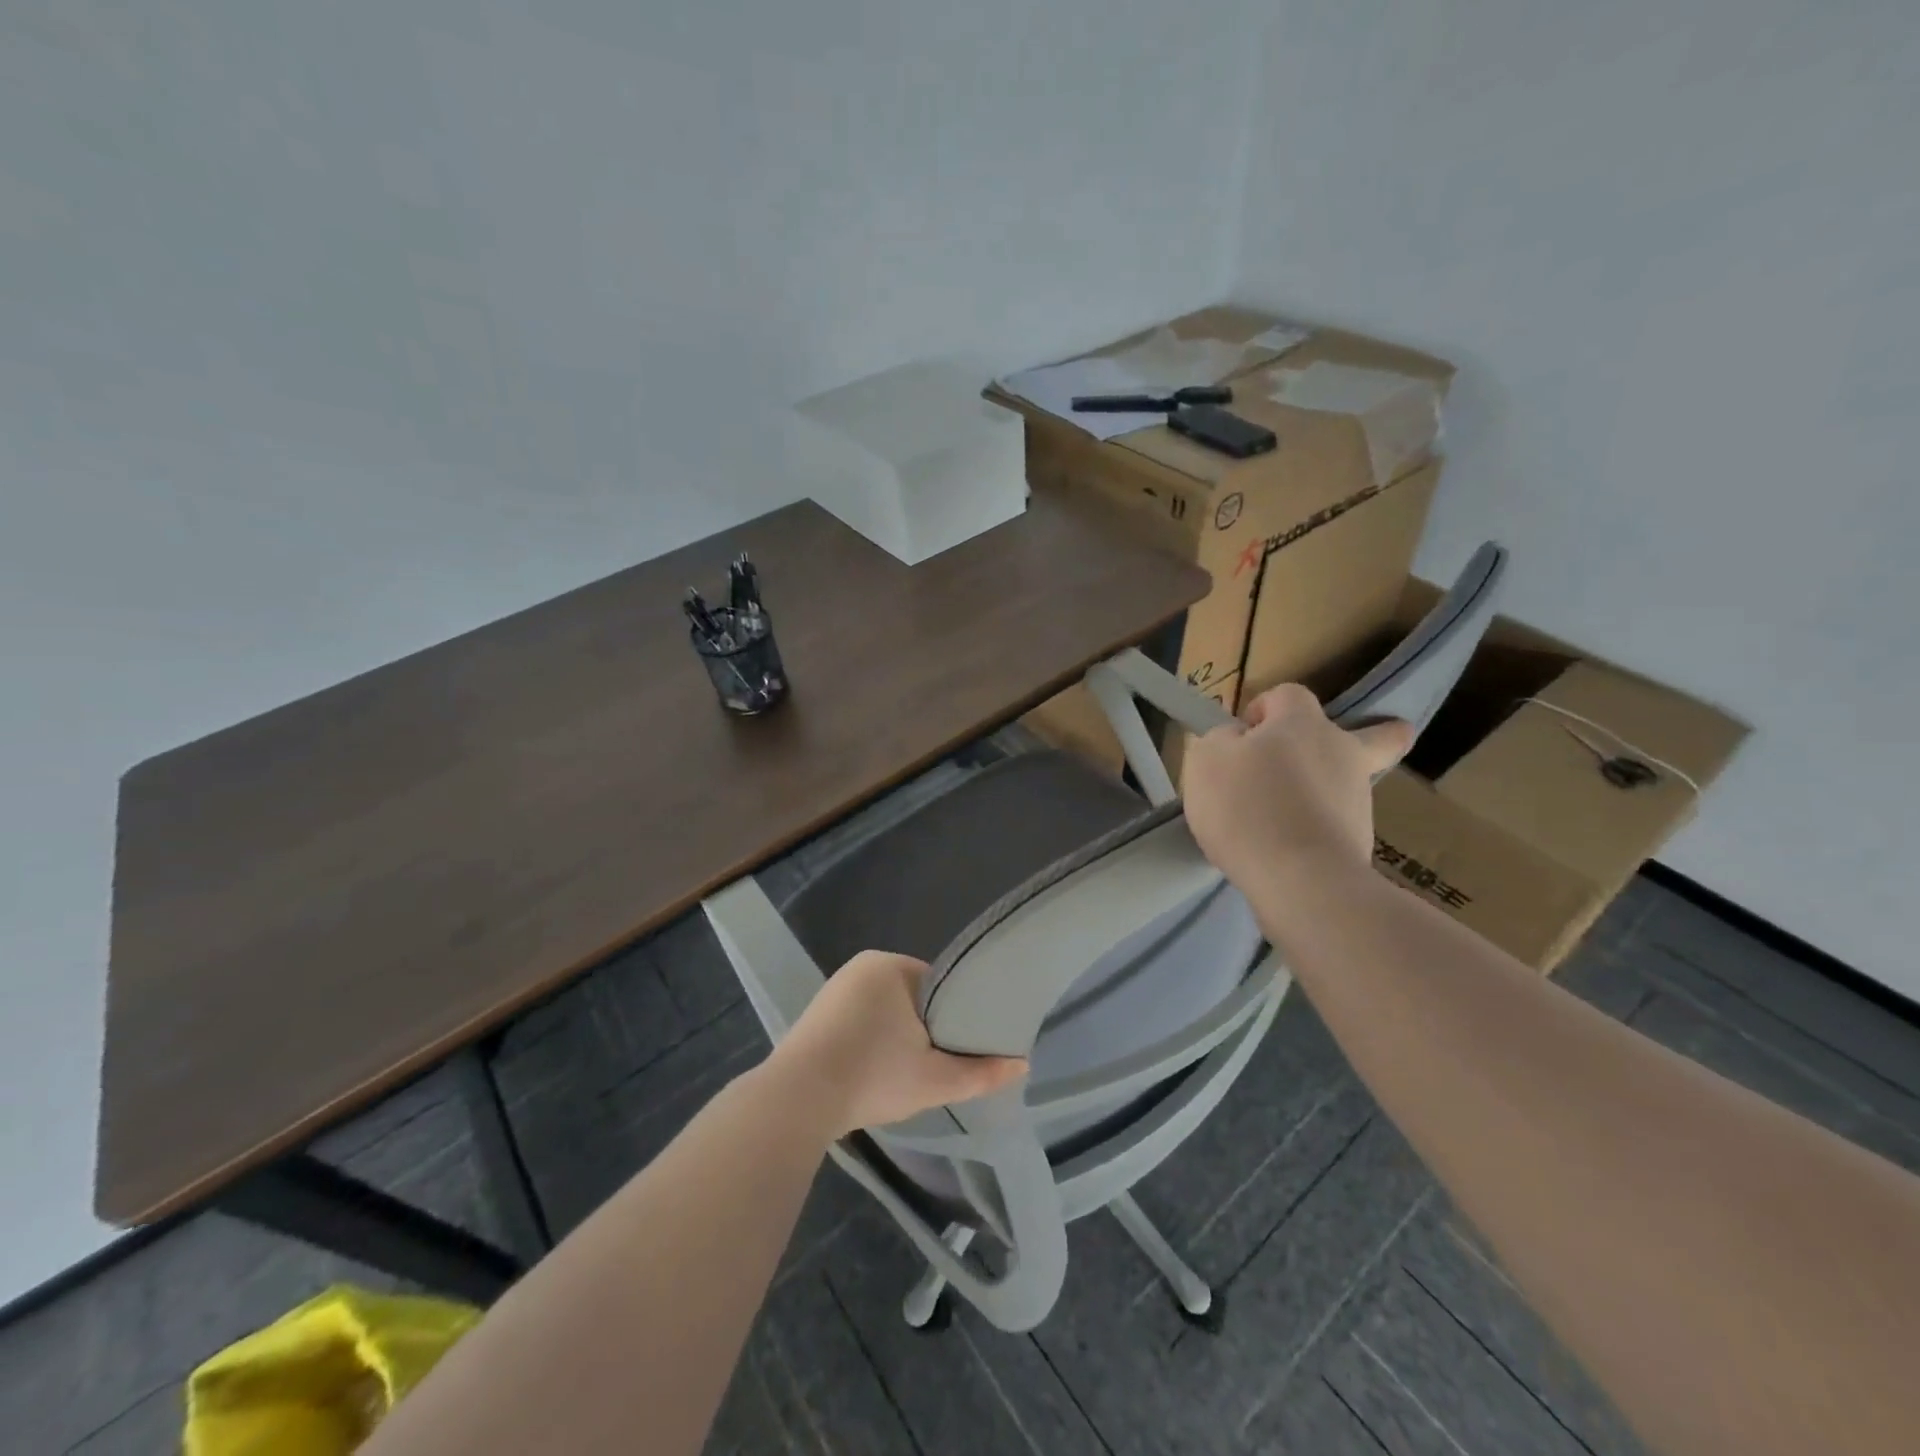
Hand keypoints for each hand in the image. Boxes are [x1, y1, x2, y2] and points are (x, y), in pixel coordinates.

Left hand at [764, 951, 1027, 1139]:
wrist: (798, 1100)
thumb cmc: (874, 1075)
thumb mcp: (935, 1079)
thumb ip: (980, 1072)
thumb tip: (1023, 1064)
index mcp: (891, 966)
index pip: (938, 984)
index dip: (954, 1015)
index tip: (960, 1045)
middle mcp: (861, 967)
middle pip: (911, 998)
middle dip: (923, 1028)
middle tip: (935, 1065)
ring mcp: (834, 989)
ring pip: (883, 1011)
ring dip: (895, 1037)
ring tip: (905, 1074)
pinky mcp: (815, 1015)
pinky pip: (857, 1022)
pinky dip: (869, 1042)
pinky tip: (871, 1074)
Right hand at [1183, 683, 1413, 893]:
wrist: (1299, 878)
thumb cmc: (1246, 805)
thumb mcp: (1207, 760)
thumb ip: (1220, 740)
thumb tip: (1236, 740)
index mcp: (1303, 724)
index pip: (1289, 694)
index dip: (1263, 707)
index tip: (1241, 737)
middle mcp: (1341, 753)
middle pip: (1370, 736)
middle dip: (1373, 735)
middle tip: (1348, 751)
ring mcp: (1358, 800)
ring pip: (1346, 785)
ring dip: (1322, 792)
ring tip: (1274, 820)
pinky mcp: (1360, 843)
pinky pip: (1335, 827)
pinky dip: (1315, 832)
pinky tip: (1280, 849)